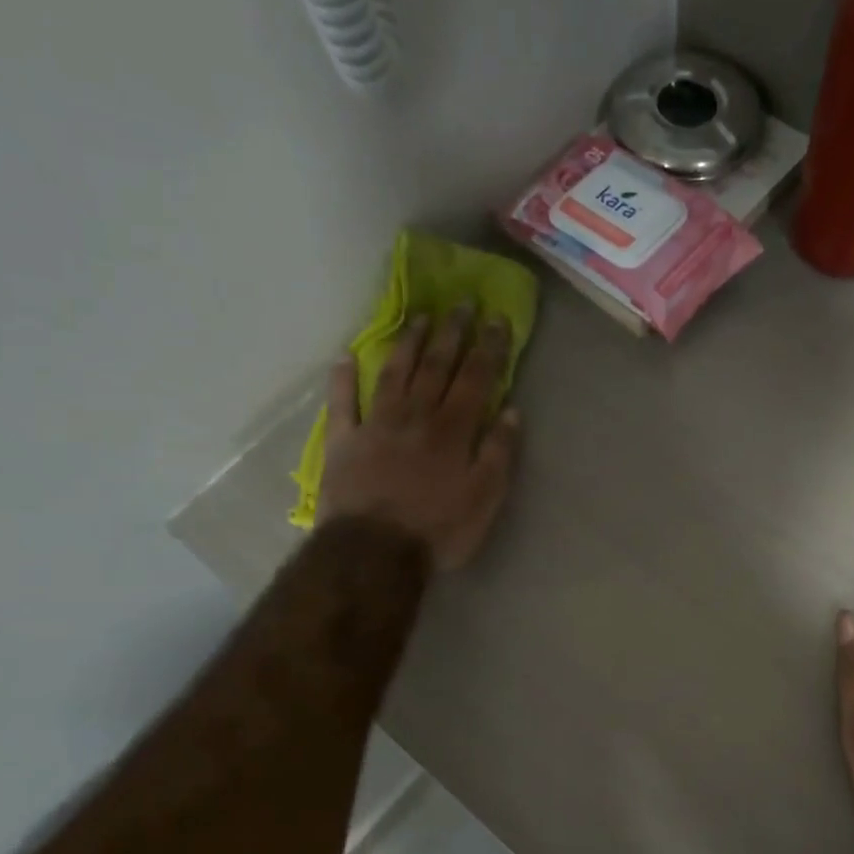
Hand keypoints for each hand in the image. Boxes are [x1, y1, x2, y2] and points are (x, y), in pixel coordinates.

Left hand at [316, 305, 520, 570]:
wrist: (375, 551)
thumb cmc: (439, 529)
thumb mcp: (485, 498)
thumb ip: (499, 453)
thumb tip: (511, 412)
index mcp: (453, 430)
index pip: (475, 378)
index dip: (488, 347)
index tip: (497, 319)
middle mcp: (416, 416)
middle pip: (436, 367)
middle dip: (452, 333)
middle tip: (461, 303)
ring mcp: (376, 425)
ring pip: (394, 374)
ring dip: (408, 343)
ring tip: (419, 318)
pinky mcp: (344, 441)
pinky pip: (342, 402)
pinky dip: (342, 378)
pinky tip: (345, 356)